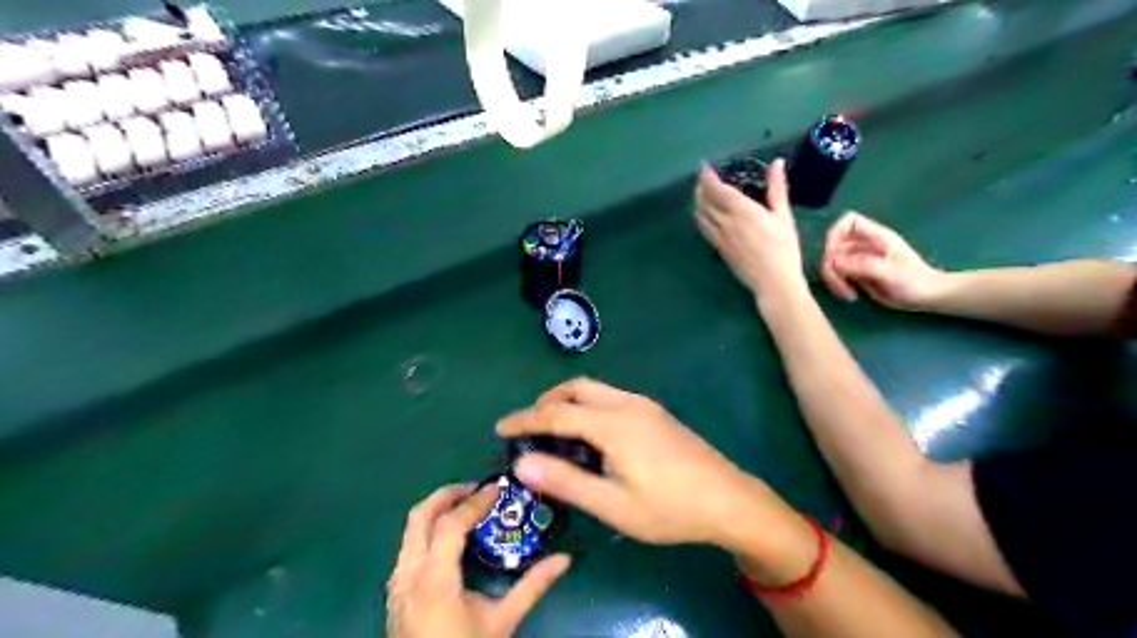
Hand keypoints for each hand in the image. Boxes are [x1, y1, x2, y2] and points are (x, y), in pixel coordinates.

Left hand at [390, 482, 567, 636]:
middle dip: (448, 494)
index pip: (449, 525)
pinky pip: (408, 547)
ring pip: (410, 530)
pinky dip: (429, 530)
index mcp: (434, 581)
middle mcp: (408, 576)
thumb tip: (564, 559)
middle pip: (420, 516)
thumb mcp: (502, 622)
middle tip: (477, 489)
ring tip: (468, 508)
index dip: (474, 501)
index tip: (497, 488)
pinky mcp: (395, 592)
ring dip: (437, 510)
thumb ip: (532, 587)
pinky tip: (452, 539)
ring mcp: (397, 584)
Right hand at [498, 380, 806, 563]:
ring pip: (595, 390)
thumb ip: (567, 482)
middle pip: (576, 388)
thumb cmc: (670, 509)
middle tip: (528, 428)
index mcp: (613, 424)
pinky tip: (589, 434)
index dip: (525, 420)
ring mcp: (644, 406)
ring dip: (568, 401)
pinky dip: (587, 406)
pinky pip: (610, 398)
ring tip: (553, 431)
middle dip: (546, 402)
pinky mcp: (655, 413)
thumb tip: (523, 464)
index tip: (500, 428)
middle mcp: (627, 404)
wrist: (729, 500)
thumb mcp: (614, 505)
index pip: (556, 413)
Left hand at [694, 158, 808, 297]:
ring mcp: (719, 238)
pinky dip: (701, 218)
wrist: (773, 281)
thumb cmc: (783, 247)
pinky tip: (706, 216)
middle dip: (700, 188)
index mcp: (741, 211)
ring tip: (702, 195)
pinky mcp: (719, 250)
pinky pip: (704, 229)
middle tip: (704, 179)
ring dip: (698, 202)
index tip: (705, 166)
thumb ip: (777, 188)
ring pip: (700, 216)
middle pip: (703, 201)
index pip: (717, 189)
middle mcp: (724, 223)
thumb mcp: (783, 215)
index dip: (707, 176)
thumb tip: (777, 163)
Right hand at [823, 213, 945, 308]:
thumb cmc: (914, 280)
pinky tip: (851, 296)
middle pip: (834, 246)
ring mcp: (858, 260)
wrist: (926, 297)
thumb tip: (835, 261)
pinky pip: (837, 276)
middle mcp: (863, 245)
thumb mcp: (891, 272)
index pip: (848, 222)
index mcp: (875, 236)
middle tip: (839, 283)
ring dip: (833, 279)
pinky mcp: (856, 274)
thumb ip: (863, 264)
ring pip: (832, 263)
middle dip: (831, 265)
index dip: (835, 233)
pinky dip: (838, 285)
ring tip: (848, 294)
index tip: (833, 253)